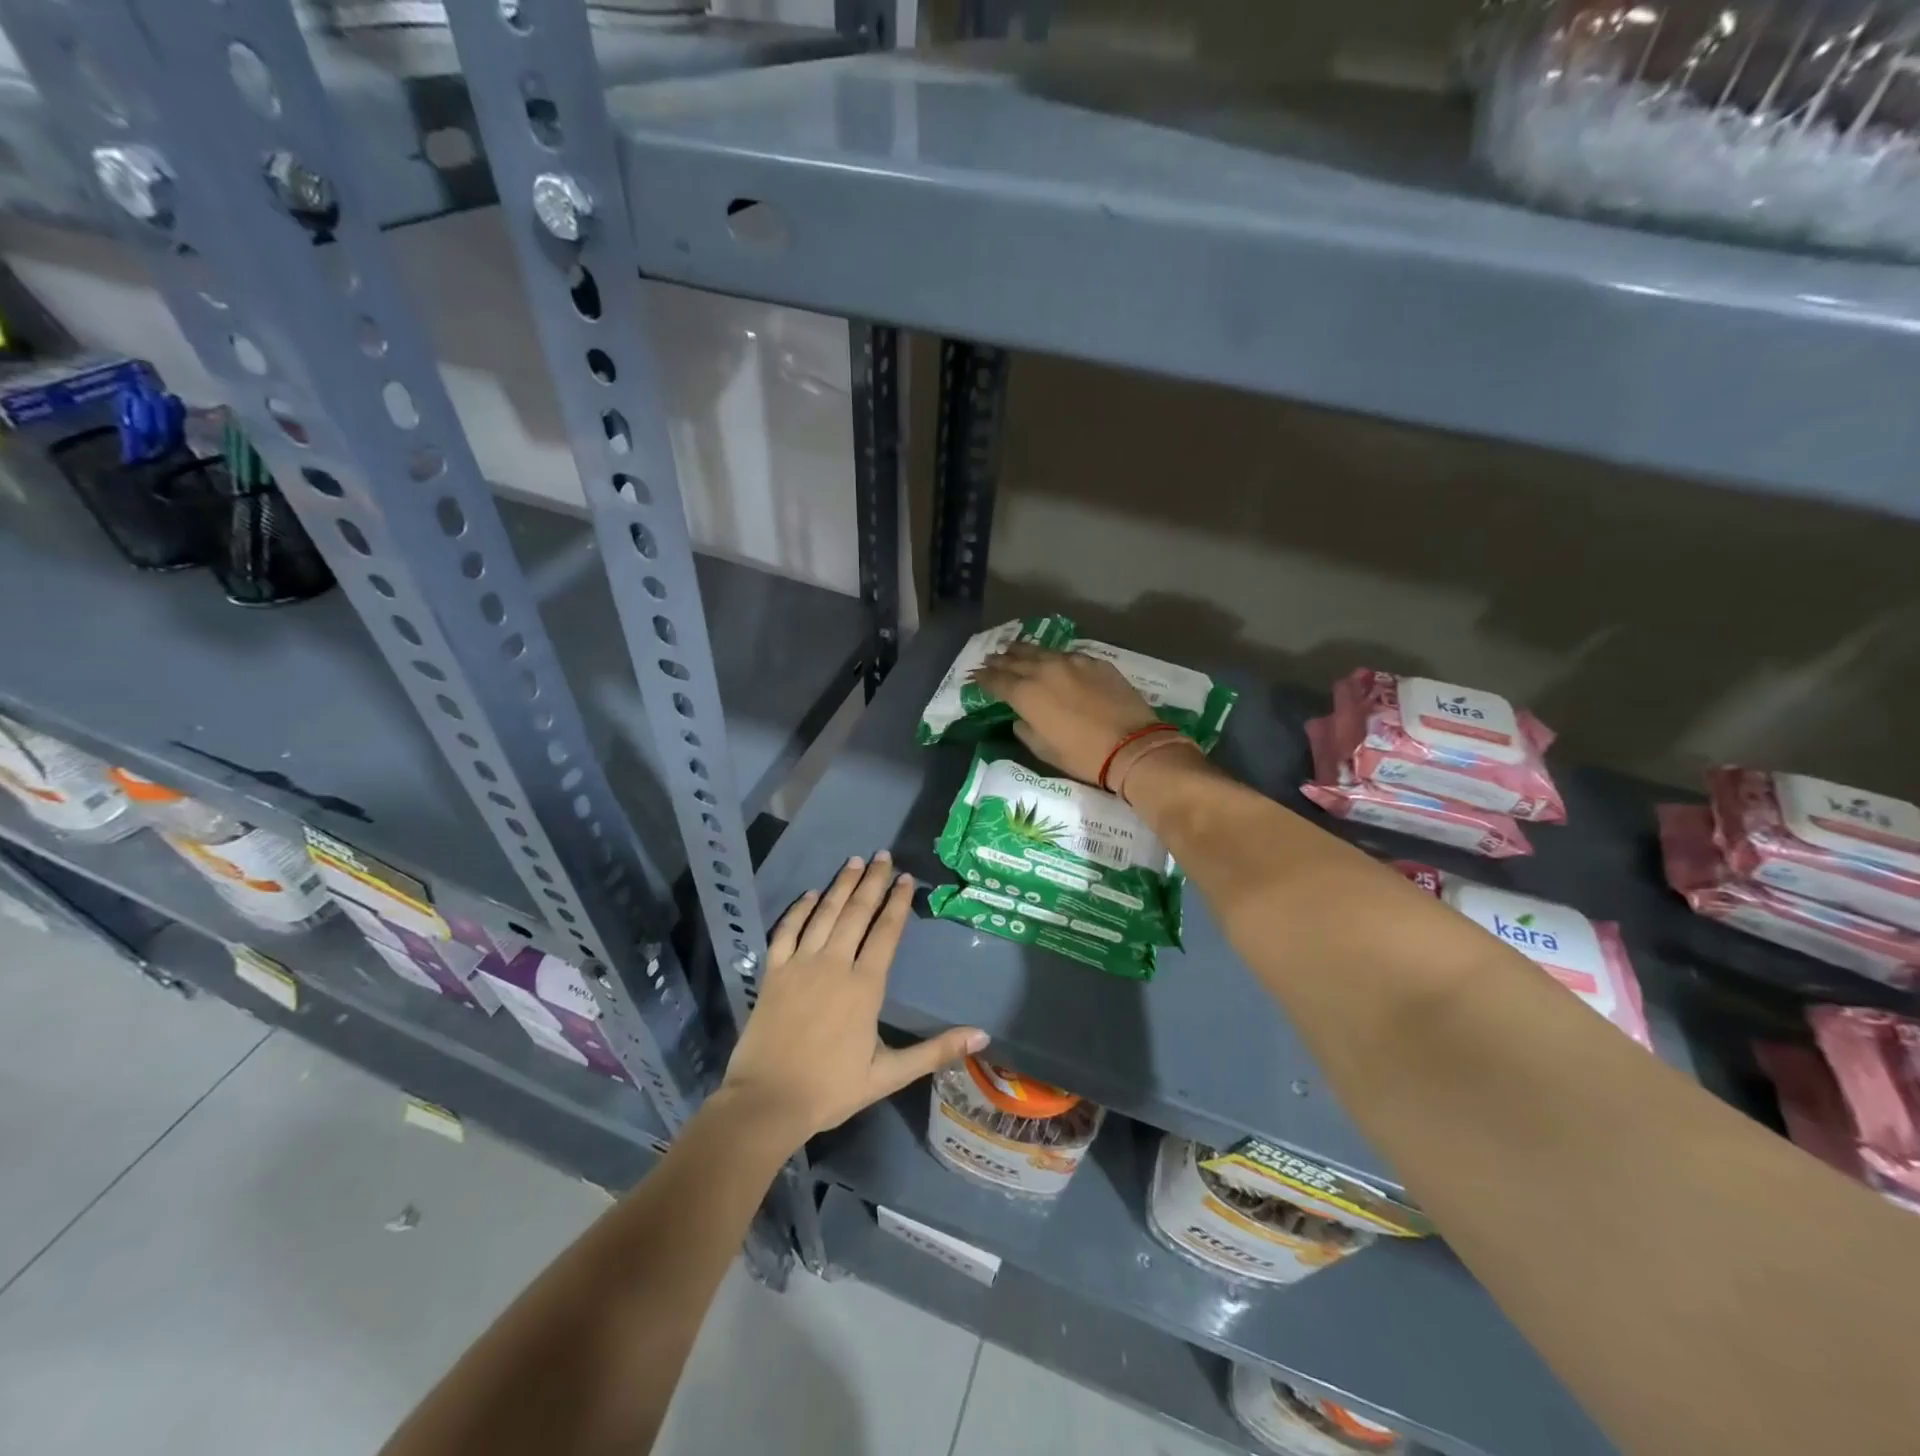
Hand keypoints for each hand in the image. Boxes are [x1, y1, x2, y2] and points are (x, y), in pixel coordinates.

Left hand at [721, 853, 987, 1150]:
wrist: (767, 1102)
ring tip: (853, 861)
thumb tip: (982, 1036)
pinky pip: (787, 930)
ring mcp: (800, 964)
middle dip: (872, 881)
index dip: (898, 902)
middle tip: (883, 855)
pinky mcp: (773, 972)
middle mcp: (834, 964)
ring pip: (825, 913)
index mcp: (864, 986)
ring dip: (841, 885)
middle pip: (857, 912)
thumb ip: (935, 1051)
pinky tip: (811, 894)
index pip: (886, 932)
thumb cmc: (831, 1089)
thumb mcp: (889, 1075)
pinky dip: (800, 909)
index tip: (906, 878)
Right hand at [971, 642, 1159, 784]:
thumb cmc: (1082, 756)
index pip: (997, 681)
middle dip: (1000, 660)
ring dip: (1022, 651)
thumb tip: (1021, 718)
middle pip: (1015, 660)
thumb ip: (1026, 729)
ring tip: (1012, 649)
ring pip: (1040, 651)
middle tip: (989, 659)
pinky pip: (1066, 654)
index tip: (974, 677)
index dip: (983, 679)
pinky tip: (1051, 657)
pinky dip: (1052, 656)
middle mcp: (1044, 670)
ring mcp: (1071, 662)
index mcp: (1026, 694)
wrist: (1131, 746)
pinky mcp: (1094, 662)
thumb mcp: (1044, 749)